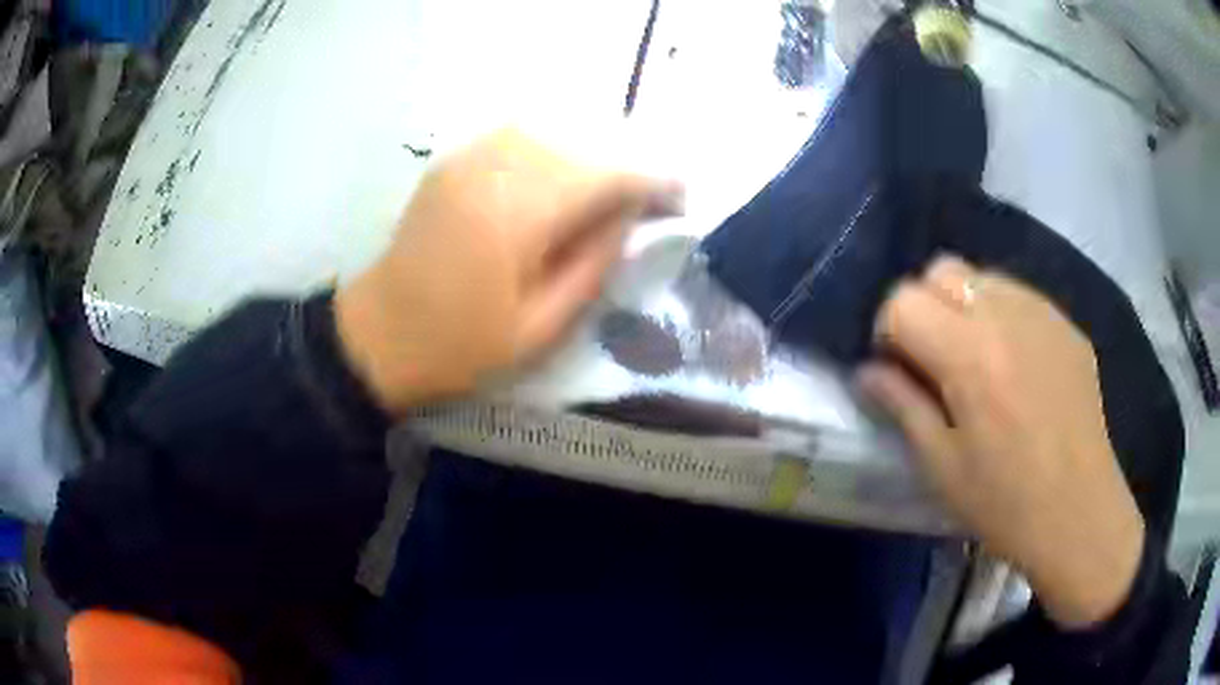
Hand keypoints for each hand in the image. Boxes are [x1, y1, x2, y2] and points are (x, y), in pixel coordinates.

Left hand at [335, 129, 680, 413]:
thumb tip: (630, 217)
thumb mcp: (541, 327)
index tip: (681, 201)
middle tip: (651, 200)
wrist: (378, 336)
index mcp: (518, 216)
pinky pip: (517, 136)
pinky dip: (553, 148)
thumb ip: (594, 264)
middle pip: (583, 144)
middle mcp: (495, 170)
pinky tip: (562, 177)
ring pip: (552, 131)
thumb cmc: (459, 347)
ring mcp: (468, 159)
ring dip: (591, 154)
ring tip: (611, 190)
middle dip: (627, 167)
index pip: (607, 175)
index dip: (653, 181)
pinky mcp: (452, 162)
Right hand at [859, 255, 1143, 628]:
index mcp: (969, 354)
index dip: (888, 331)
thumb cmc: (1004, 503)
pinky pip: (1020, 296)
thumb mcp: (941, 466)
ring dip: (963, 307)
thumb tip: (868, 371)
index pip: (903, 301)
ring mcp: (1043, 313)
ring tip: (976, 361)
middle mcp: (1006, 314)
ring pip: (981, 275)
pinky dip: (1002, 316)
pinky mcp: (1067, 325)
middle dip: (924, 306)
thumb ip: (902, 406)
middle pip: (941, 270)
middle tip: (934, 360)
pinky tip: (1013, 365)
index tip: (896, 369)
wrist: (1079, 514)